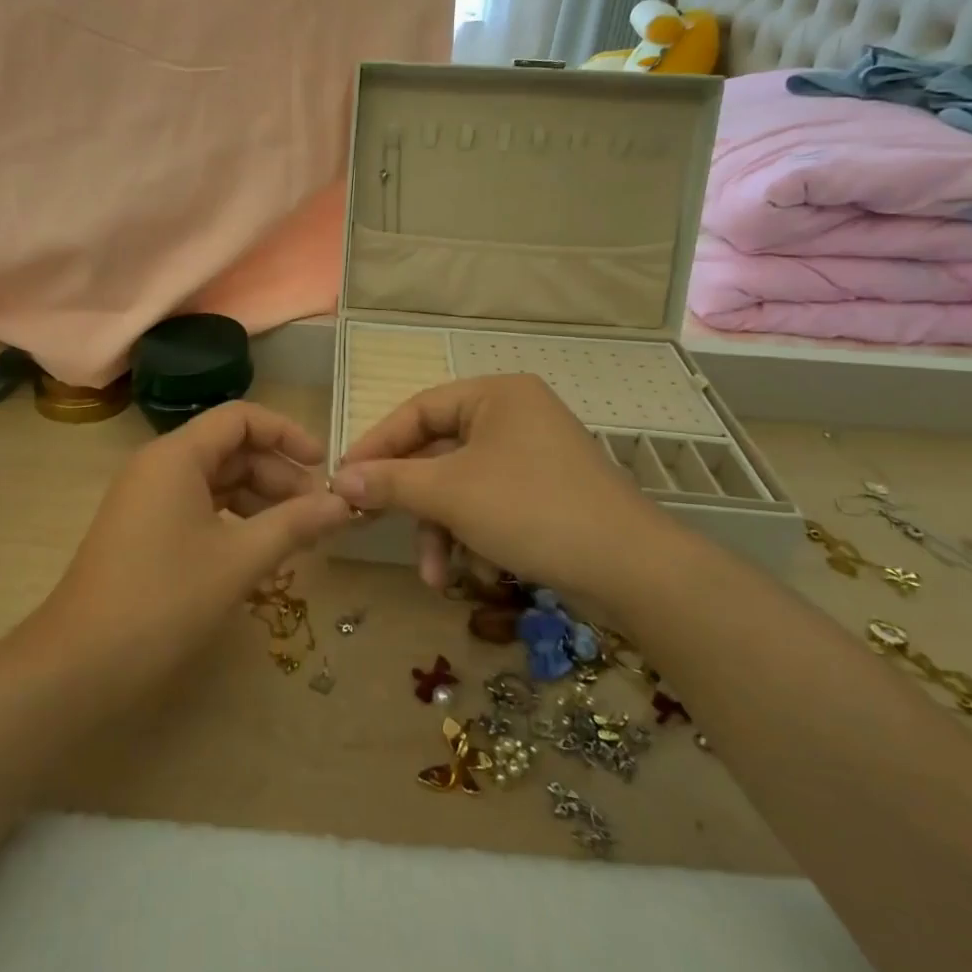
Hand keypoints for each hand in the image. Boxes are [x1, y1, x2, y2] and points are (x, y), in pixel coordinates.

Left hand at [32, 402, 351, 701]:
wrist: (80, 664)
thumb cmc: (165, 599)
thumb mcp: (239, 559)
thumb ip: (295, 524)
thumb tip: (344, 504)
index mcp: (176, 455)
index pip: (241, 418)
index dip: (286, 434)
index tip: (323, 466)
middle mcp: (159, 466)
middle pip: (230, 450)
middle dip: (278, 475)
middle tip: (318, 514)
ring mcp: (147, 500)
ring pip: (216, 482)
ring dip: (260, 501)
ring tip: (298, 535)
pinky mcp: (144, 531)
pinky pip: (199, 508)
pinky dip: (234, 521)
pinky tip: (260, 550)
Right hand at [329, 375, 675, 609]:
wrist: (631, 569)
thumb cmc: (531, 510)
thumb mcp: (450, 494)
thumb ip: (390, 483)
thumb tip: (339, 480)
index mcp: (495, 395)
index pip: (418, 410)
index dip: (377, 444)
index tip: (345, 479)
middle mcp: (514, 416)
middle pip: (438, 452)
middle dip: (413, 502)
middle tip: (373, 525)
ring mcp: (532, 455)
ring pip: (461, 485)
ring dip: (440, 530)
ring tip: (434, 576)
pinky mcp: (544, 492)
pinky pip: (488, 503)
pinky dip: (472, 535)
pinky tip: (471, 572)